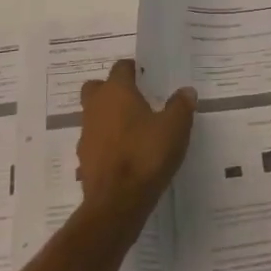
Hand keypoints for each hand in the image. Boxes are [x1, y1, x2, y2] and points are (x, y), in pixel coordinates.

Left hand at [76, 60, 196, 216]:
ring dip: (107, 118)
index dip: (133, 70)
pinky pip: (94, 142)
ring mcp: (86, 134)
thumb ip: (181, 106)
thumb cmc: (146, 154)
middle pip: (97, 88)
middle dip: (111, 90)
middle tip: (133, 100)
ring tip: (132, 131)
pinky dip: (105, 144)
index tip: (146, 77)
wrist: (116, 202)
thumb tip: (187, 91)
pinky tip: (124, 156)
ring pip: (93, 115)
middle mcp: (96, 107)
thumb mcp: (175, 128)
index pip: (120, 68)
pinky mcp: (83, 160)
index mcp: (117, 92)